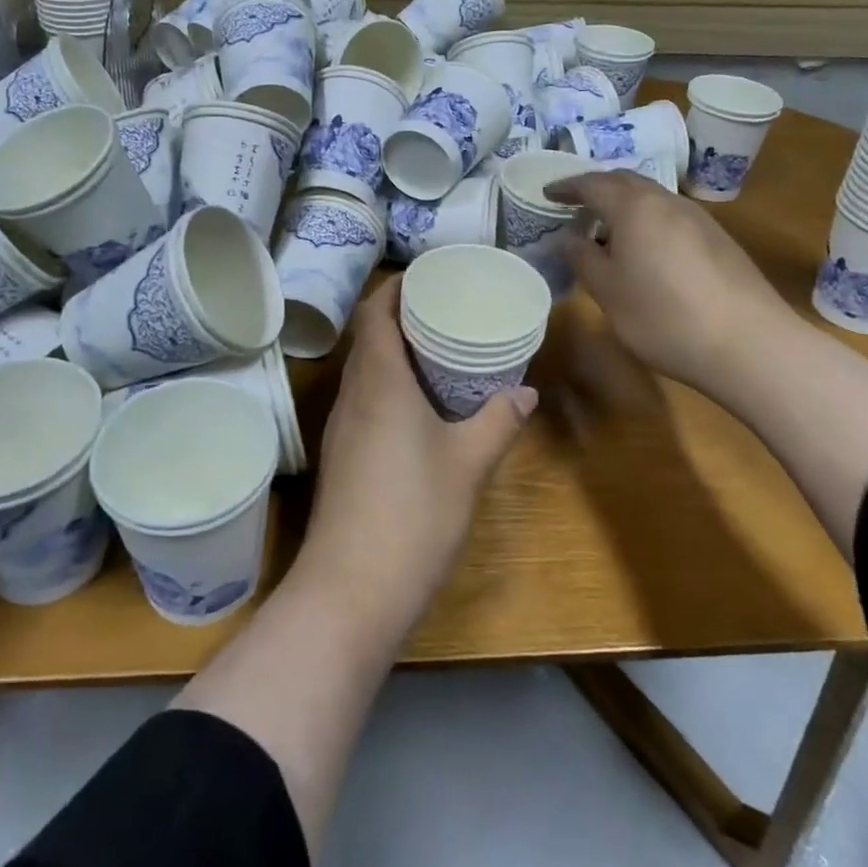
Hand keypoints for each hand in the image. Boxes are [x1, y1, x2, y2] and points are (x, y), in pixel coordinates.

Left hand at [303, 278, 534, 620]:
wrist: (351, 589)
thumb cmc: (414, 513)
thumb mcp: (468, 463)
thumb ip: (499, 421)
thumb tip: (526, 392)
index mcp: (379, 381)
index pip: (374, 313)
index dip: (395, 288)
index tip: (427, 277)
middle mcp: (352, 395)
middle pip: (367, 338)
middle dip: (400, 316)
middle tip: (444, 311)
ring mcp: (341, 428)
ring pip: (363, 371)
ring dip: (393, 353)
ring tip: (437, 352)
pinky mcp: (341, 456)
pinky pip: (363, 400)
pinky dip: (388, 386)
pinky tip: (418, 407)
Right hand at [547, 169, 798, 395]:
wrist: (749, 344)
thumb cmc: (663, 316)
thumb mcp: (608, 292)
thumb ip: (582, 258)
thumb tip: (568, 237)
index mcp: (635, 207)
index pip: (593, 184)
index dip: (567, 187)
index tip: (547, 193)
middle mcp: (668, 201)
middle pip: (626, 181)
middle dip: (597, 188)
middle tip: (575, 205)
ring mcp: (699, 218)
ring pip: (652, 198)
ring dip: (624, 205)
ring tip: (607, 229)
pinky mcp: (719, 240)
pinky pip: (671, 217)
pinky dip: (648, 221)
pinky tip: (646, 250)